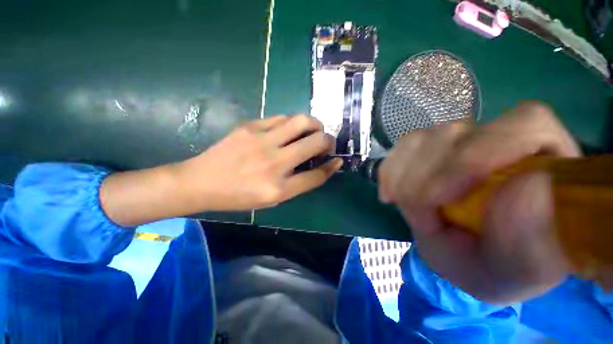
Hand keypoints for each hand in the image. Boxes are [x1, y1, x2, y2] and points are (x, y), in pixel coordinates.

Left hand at [101, 115, 341, 226]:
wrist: (201, 182)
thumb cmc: (238, 196)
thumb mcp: (271, 199)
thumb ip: (297, 183)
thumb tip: (317, 166)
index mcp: (279, 189)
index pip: (317, 175)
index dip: (332, 167)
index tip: (337, 161)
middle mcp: (274, 163)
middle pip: (316, 143)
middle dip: (329, 141)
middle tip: (327, 143)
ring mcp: (262, 141)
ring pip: (302, 121)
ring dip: (314, 125)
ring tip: (313, 131)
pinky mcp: (251, 126)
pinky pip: (282, 118)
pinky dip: (293, 123)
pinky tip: (290, 130)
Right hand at [378, 102, 580, 302]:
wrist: (467, 256)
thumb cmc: (498, 266)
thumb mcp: (517, 268)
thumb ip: (533, 239)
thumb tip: (527, 186)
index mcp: (548, 164)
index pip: (524, 124)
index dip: (475, 155)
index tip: (440, 198)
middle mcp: (504, 140)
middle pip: (454, 134)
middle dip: (425, 180)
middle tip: (423, 221)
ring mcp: (461, 140)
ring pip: (420, 139)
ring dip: (403, 178)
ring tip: (409, 211)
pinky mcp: (430, 148)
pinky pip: (401, 148)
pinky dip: (389, 171)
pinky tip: (389, 194)